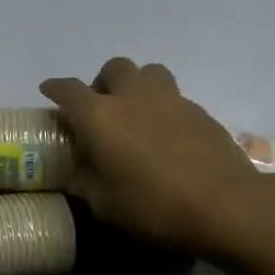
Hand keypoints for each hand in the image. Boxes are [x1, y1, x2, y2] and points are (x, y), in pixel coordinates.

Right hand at [40, 57, 265, 257]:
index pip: (68, 90)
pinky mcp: (200, 111)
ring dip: (137, 85)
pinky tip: (167, 135)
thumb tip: (75, 174)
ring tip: (137, 112)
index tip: (49, 91)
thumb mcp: (104, 205)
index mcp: (99, 116)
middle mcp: (132, 97)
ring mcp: (170, 100)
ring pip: (149, 72)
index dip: (55, 88)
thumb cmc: (153, 206)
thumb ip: (84, 183)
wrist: (225, 205)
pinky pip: (174, 97)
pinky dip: (164, 108)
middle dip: (102, 82)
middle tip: (102, 108)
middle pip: (113, 68)